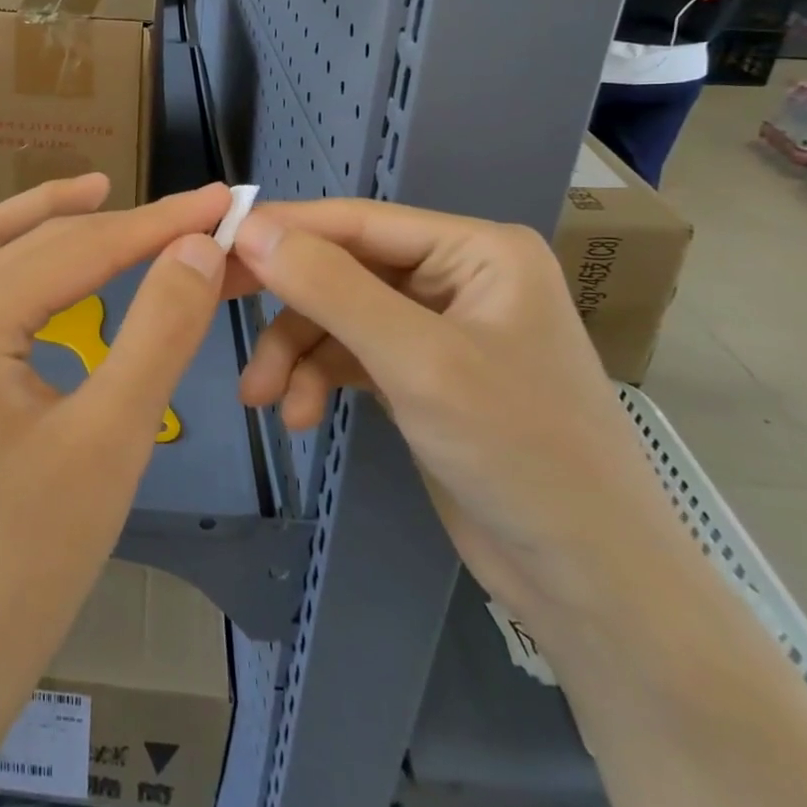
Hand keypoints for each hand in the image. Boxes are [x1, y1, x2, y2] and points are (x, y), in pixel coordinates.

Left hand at [0, 175, 232, 806]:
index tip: (221, 200)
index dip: (159, 222)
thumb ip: (159, 329)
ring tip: (109, 199)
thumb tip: (196, 246)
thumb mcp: (111, 438)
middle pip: (35, 241)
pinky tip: (61, 274)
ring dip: (53, 222)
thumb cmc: (25, 559)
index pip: (80, 247)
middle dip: (115, 221)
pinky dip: (27, 265)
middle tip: (186, 210)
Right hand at [230, 202, 692, 645]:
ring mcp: (436, 327)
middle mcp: (455, 276)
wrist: (591, 586)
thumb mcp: (417, 362)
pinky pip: (349, 355)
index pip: (358, 221)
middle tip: (216, 307)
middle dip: (288, 305)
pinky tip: (298, 417)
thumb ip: (331, 288)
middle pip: (342, 268)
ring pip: (337, 316)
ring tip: (263, 398)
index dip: (285, 230)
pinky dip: (317, 379)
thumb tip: (250, 229)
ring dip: (296, 353)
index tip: (214, 243)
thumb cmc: (520, 453)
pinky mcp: (419, 375)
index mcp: (476, 250)